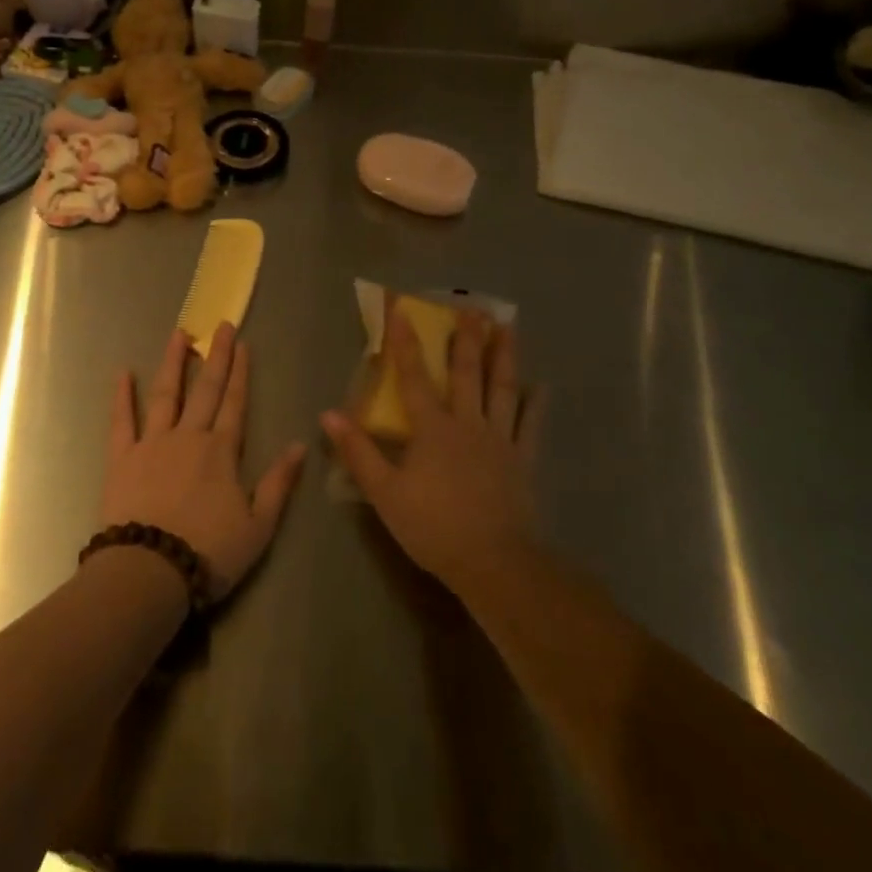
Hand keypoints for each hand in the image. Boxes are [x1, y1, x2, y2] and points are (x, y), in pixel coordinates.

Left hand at [101, 324, 307, 599]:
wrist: (149, 572)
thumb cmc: (209, 552)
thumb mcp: (258, 526)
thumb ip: (279, 483)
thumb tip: (300, 445)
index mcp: (222, 451)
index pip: (235, 403)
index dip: (241, 372)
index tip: (244, 343)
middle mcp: (189, 436)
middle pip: (206, 389)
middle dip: (216, 355)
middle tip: (221, 325)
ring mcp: (153, 443)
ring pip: (165, 393)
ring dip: (173, 362)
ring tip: (179, 334)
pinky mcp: (122, 458)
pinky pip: (121, 420)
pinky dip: (122, 396)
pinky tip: (122, 372)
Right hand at [322, 304, 543, 593]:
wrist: (494, 562)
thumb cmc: (433, 527)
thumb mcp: (385, 493)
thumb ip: (358, 452)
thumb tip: (328, 414)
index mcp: (432, 428)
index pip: (414, 377)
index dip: (405, 343)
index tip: (402, 309)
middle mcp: (467, 423)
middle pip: (467, 373)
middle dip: (466, 338)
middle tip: (473, 308)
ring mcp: (499, 439)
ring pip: (502, 389)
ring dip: (504, 356)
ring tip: (508, 328)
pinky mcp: (522, 460)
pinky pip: (530, 425)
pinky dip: (536, 404)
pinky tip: (542, 386)